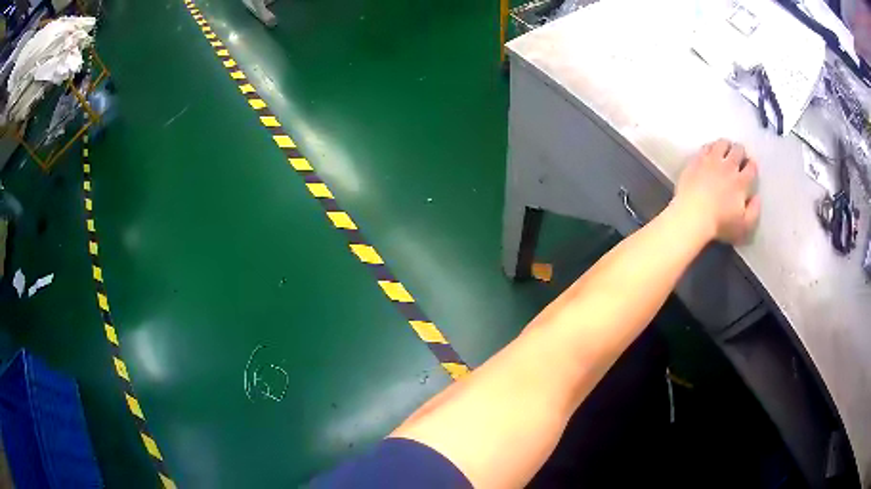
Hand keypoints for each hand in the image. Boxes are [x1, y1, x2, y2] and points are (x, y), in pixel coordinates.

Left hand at [673, 139, 760, 244]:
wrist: (692, 215)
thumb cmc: (720, 224)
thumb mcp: (743, 226)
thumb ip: (754, 211)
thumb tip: (757, 197)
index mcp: (741, 182)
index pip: (751, 167)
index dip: (752, 165)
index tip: (750, 167)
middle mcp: (728, 167)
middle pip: (738, 150)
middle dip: (741, 152)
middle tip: (739, 156)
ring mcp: (712, 160)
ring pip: (722, 144)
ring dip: (726, 145)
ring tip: (726, 150)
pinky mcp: (697, 159)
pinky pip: (706, 146)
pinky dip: (711, 147)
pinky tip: (710, 152)